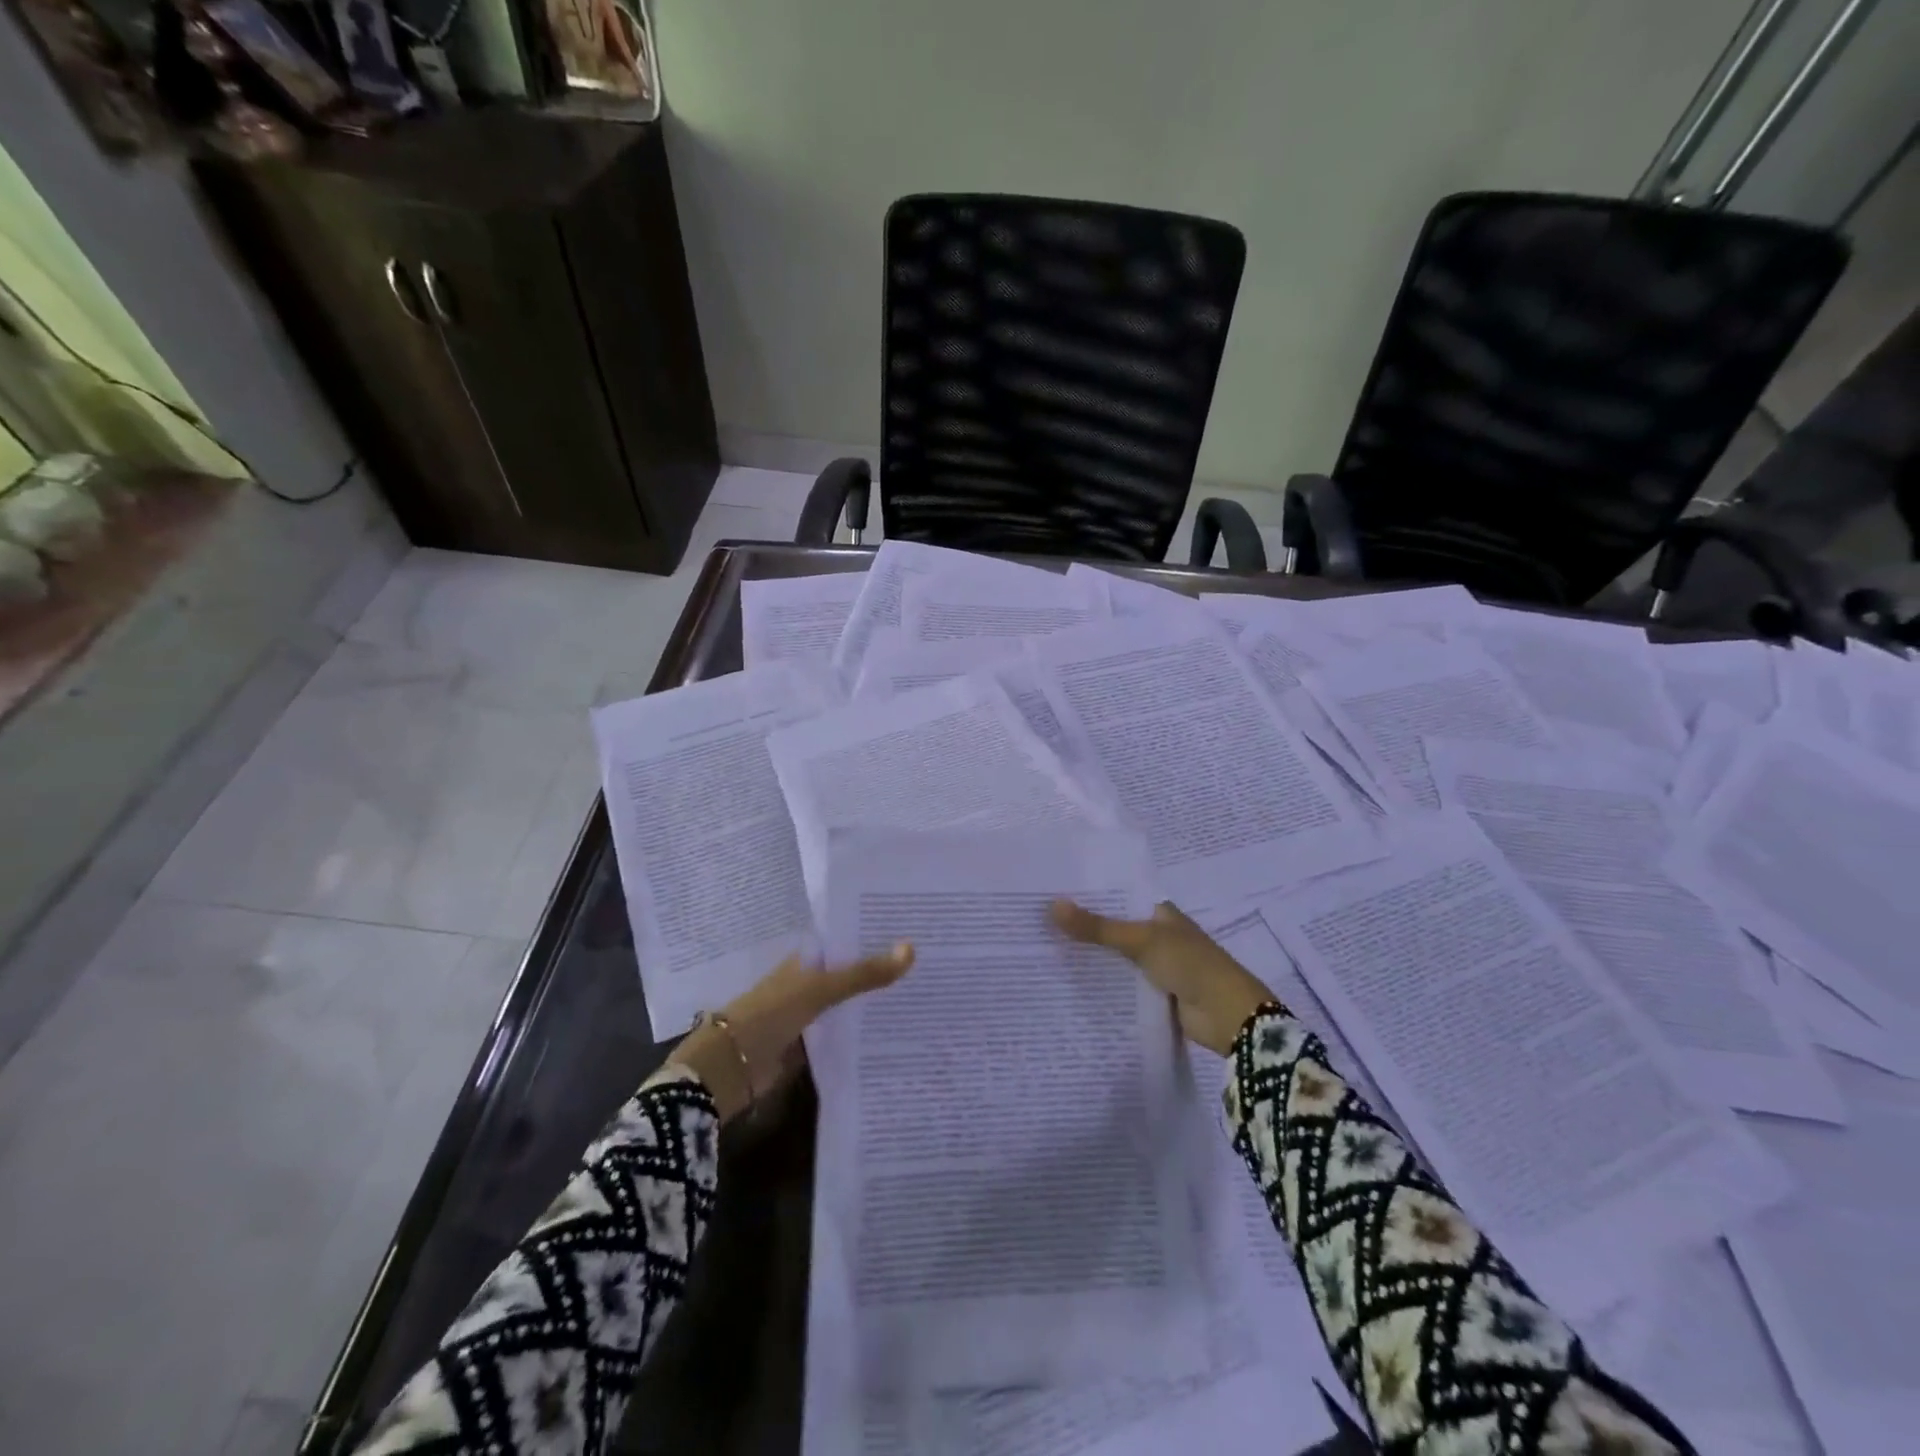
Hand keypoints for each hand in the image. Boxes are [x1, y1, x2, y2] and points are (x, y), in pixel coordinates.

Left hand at [675, 943, 914, 1120]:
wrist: (731, 1066)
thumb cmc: (772, 1012)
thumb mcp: (821, 988)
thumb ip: (864, 973)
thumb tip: (912, 949)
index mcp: (808, 957)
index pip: (848, 938)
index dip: (877, 934)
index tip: (916, 930)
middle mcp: (811, 980)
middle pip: (853, 971)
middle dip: (884, 969)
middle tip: (930, 962)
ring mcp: (812, 1012)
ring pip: (852, 1002)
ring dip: (877, 1001)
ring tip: (925, 993)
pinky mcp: (813, 1043)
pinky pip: (846, 1032)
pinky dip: (867, 1031)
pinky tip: (899, 1030)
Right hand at [1050, 900, 1277, 1056]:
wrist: (1230, 1017)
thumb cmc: (1191, 965)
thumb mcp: (1142, 941)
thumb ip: (1098, 927)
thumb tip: (1052, 905)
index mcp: (1160, 912)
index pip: (1118, 896)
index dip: (1088, 895)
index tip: (1050, 892)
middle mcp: (1158, 935)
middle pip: (1114, 927)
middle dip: (1083, 927)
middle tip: (1038, 922)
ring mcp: (1157, 966)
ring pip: (1116, 957)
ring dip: (1090, 956)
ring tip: (1044, 949)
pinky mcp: (1155, 994)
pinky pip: (1121, 983)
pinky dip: (1101, 982)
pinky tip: (1070, 981)